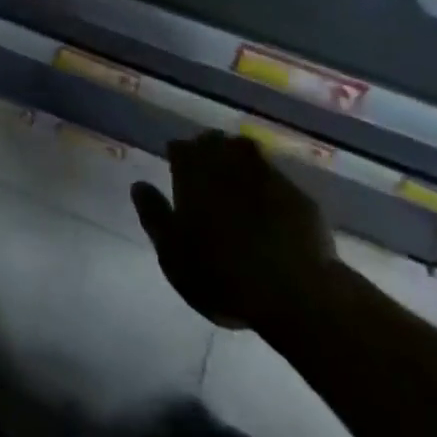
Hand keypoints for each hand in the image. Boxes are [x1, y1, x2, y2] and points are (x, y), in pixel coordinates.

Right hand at [133, 132, 341, 331]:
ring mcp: (268, 175)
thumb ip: (154, 215)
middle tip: (205, 171)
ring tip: (235, 179)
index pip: (181, 148)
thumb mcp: (173, 254)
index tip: (176, 168)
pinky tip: (269, 203)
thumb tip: (138, 184)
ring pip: (247, 152)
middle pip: (214, 142)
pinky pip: (275, 177)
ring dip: (237, 159)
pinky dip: (267, 183)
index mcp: (195, 173)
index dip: (178, 156)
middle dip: (207, 150)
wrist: (295, 293)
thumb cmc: (222, 275)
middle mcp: (230, 162)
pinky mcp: (297, 194)